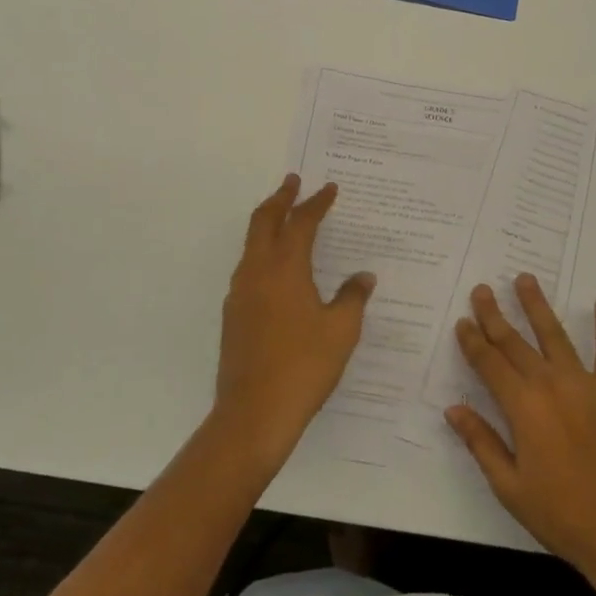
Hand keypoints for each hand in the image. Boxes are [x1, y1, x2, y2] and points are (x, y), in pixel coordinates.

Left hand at [213, 175, 375, 469]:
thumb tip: (363, 277)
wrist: (254, 413)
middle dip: (280, 198)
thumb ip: (352, 297)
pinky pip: (248, 268)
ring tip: (285, 218)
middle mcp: (257, 272)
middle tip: (293, 181)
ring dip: (267, 223)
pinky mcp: (233, 314)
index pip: (301, 223)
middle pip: (264, 221)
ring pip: (251, 244)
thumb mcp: (341, 331)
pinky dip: (262, 252)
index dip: (316, 203)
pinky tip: (278, 269)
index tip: (329, 188)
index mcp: (285, 269)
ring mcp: (240, 293)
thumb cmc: (304, 366)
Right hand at [445, 276, 595, 595]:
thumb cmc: (559, 514)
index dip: (473, 341)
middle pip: (515, 343)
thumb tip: (453, 409)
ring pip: (555, 335)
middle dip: (495, 315)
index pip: (489, 364)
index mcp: (522, 407)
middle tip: (482, 289)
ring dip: (537, 306)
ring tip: (525, 279)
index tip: (462, 321)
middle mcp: (550, 385)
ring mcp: (584, 385)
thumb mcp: (509, 485)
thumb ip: (481, 442)